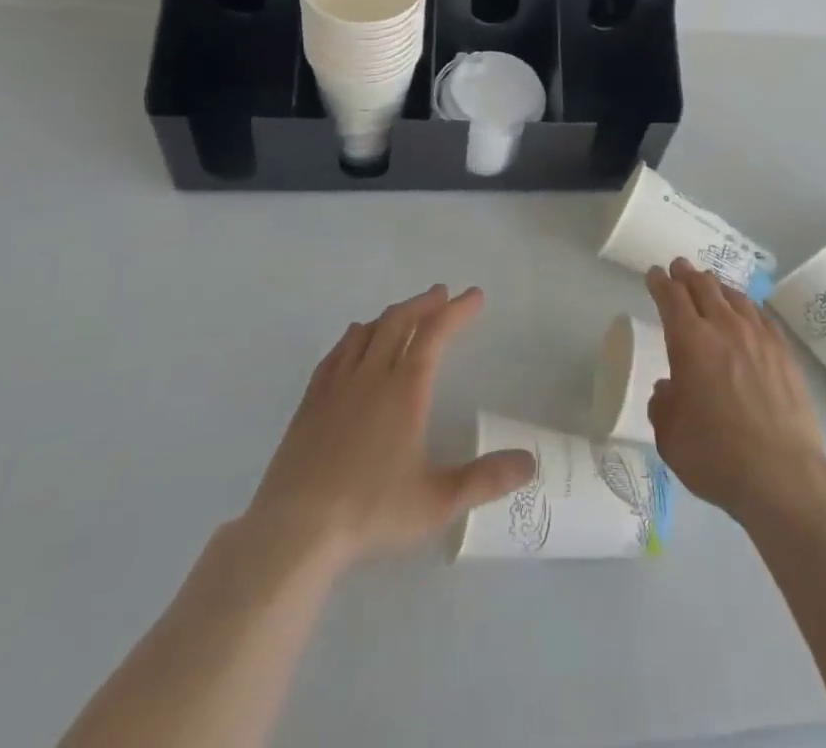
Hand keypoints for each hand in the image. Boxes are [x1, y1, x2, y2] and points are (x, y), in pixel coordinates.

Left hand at [245, 286, 534, 570]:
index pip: (435, 335)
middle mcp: (372, 376)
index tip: (474, 295)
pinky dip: (355, 335)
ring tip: (405, 312)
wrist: (295, 531)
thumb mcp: (436, 502)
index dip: (456, 311)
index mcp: (405, 391)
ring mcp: (337, 385)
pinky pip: (336, 352)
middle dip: (424, 303)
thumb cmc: (370, 512)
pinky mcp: (310, 401)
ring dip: (391, 314)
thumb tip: (531, 463)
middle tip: (442, 293)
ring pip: (367, 331)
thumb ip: (485, 479)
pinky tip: (355, 339)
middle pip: (400, 322)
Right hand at [646, 258, 825, 523]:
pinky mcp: (783, 352)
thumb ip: (663, 405)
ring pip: (734, 296)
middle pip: (703, 286)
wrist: (783, 475)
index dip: (660, 282)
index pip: (671, 297)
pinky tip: (745, 311)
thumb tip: (669, 389)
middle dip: (687, 274)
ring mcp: (758, 337)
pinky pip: (760, 315)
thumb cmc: (717, 456)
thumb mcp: (670, 437)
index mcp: (690, 342)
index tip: (654, 273)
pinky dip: (746, 306)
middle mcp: (724, 328)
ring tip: (710, 284)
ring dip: (716, 286)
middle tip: (680, 268)